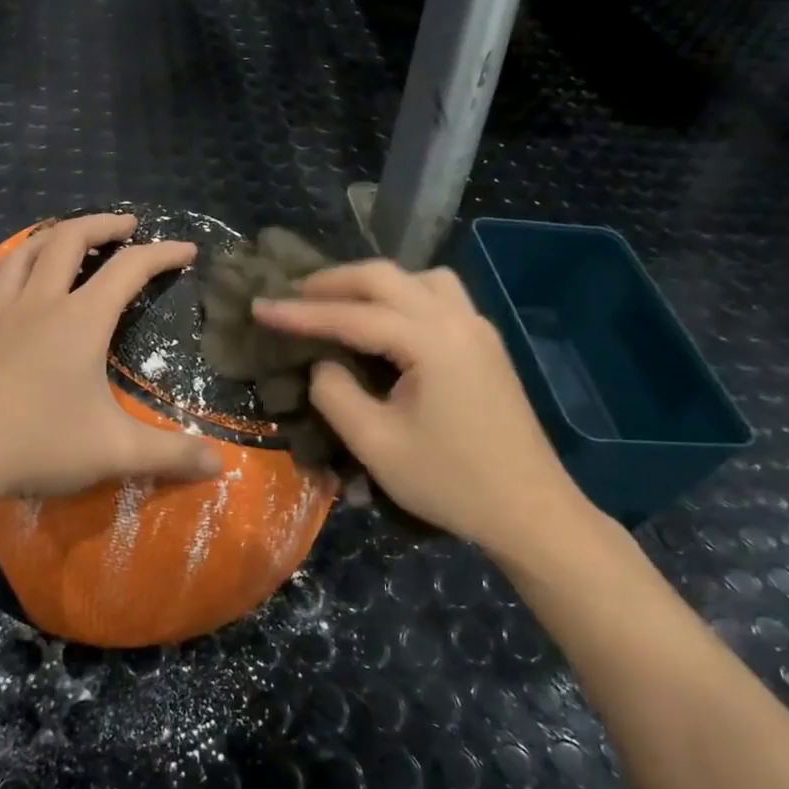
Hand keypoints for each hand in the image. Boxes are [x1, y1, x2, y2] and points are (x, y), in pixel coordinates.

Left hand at [0, 213, 222, 503]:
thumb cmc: (38, 445)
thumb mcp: (116, 451)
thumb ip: (172, 455)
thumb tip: (219, 465)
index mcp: (80, 322)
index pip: (129, 271)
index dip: (162, 254)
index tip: (187, 250)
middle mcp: (36, 307)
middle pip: (68, 244)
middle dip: (101, 227)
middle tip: (124, 225)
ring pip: (15, 263)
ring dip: (42, 242)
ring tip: (62, 237)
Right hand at [252, 260, 601, 561]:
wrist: (530, 511)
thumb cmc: (450, 483)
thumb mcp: (376, 445)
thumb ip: (335, 394)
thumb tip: (323, 364)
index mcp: (431, 342)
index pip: (351, 316)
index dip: (299, 312)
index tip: (258, 307)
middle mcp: (457, 320)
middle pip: (386, 277)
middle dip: (333, 282)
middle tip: (292, 296)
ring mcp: (477, 328)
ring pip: (418, 278)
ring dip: (373, 283)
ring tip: (338, 304)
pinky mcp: (484, 344)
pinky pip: (438, 297)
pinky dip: (402, 295)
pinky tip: (384, 322)